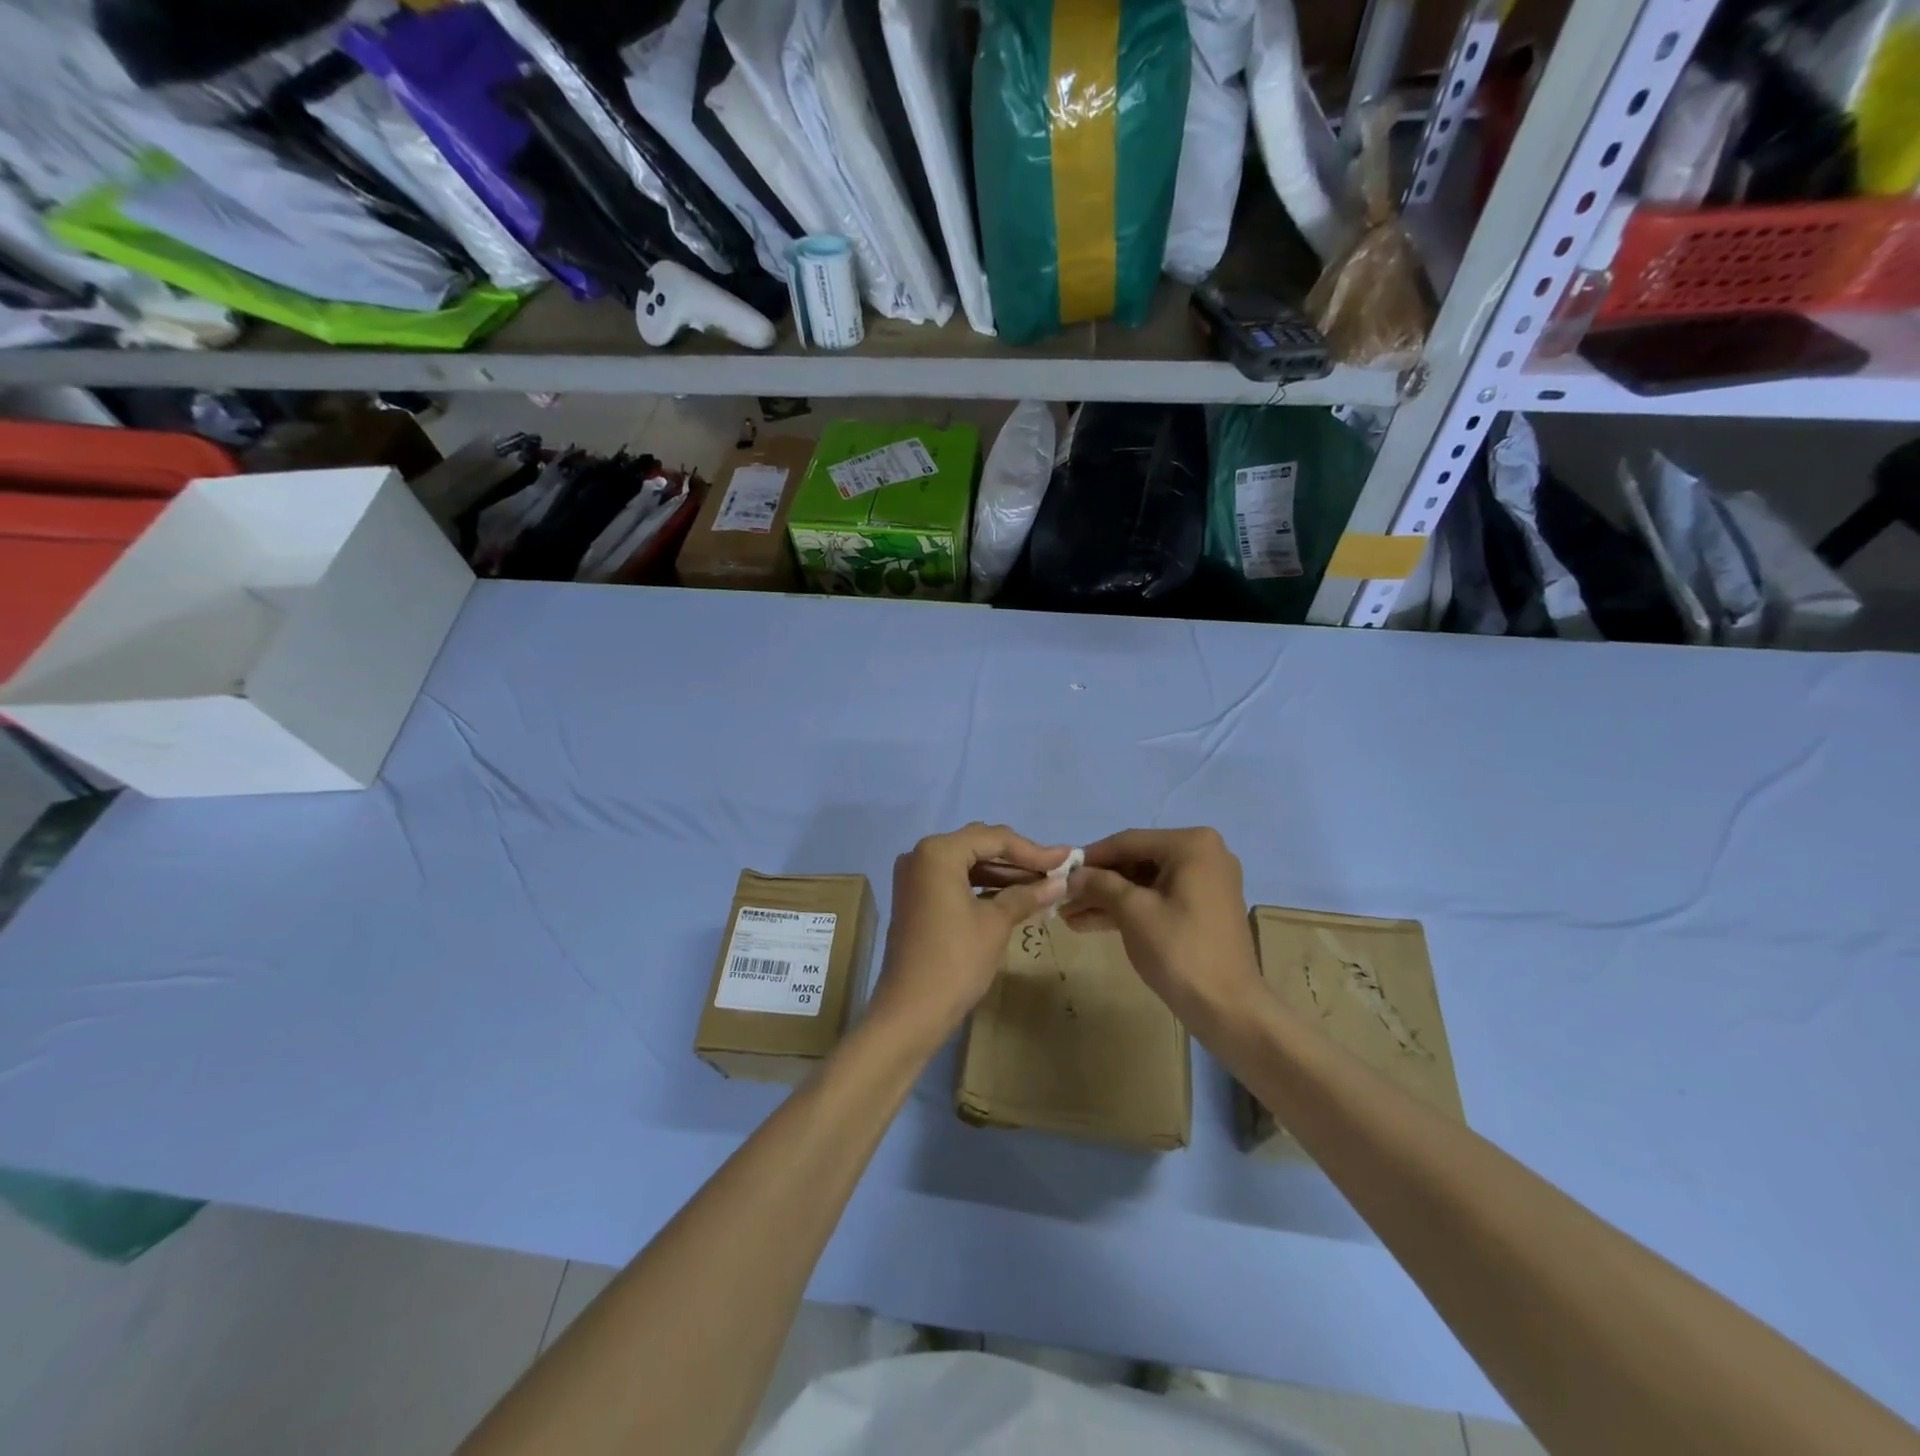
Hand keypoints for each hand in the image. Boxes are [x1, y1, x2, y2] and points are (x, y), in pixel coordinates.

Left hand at [868, 824, 1070, 1049]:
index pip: (994, 838)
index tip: (1067, 858)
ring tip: (1041, 885)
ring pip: (968, 863)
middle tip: (1055, 870)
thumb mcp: (996, 924)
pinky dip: (983, 887)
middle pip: (979, 845)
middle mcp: (921, 855)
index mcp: (938, 852)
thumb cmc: (955, 961)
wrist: (910, 1012)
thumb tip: (1061, 882)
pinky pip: (955, 881)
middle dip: (1018, 859)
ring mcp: (915, 878)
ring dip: (1002, 873)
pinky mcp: (916, 899)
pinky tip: (1013, 898)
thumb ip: (1027, 895)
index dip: (1033, 849)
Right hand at [1064, 827, 1265, 1033]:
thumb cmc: (1180, 950)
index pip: (1128, 842)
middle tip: (1062, 898)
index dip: (1090, 857)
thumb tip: (1070, 875)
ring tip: (1069, 916)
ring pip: (1145, 883)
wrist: (1228, 1009)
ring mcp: (1206, 883)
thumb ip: (1099, 884)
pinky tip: (1092, 923)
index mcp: (1192, 845)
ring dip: (1108, 898)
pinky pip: (1159, 899)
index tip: (1058, 871)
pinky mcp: (1203, 909)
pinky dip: (1129, 910)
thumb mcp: (1133, 911)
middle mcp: (1204, 855)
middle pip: (1137, 861)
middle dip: (1098, 882)